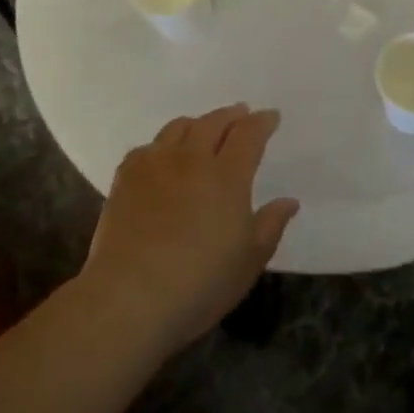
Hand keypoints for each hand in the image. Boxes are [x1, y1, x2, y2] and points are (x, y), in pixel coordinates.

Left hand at [81, 104, 299, 351]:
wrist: (130, 298)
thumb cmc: (201, 283)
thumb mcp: (250, 260)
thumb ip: (270, 225)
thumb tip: (289, 201)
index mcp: (228, 176)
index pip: (249, 134)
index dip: (262, 122)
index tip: (271, 117)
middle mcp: (192, 160)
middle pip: (213, 123)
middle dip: (231, 115)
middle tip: (241, 114)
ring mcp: (154, 167)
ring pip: (178, 128)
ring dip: (197, 123)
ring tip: (203, 128)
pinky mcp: (124, 180)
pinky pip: (147, 148)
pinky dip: (162, 144)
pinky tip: (162, 156)